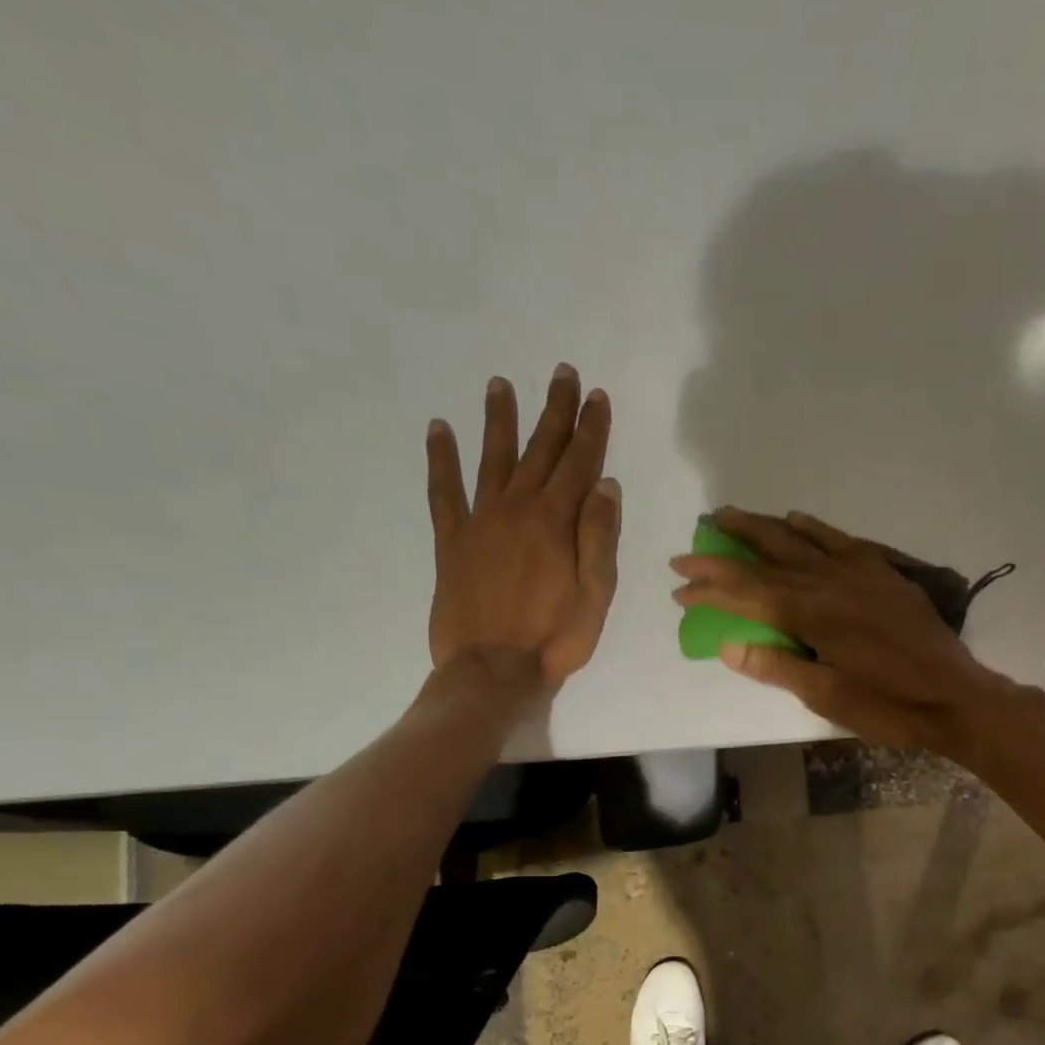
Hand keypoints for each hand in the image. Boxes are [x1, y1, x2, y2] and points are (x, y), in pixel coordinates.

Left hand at [426, 365, 620, 691]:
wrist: (493, 670)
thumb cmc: (556, 637)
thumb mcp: (597, 593)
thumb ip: (600, 537)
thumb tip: (605, 485)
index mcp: (557, 522)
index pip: (580, 464)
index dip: (590, 429)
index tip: (597, 397)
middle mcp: (518, 509)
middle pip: (540, 450)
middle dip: (554, 411)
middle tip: (561, 374)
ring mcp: (480, 522)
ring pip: (492, 459)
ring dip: (499, 420)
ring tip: (500, 385)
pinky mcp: (451, 542)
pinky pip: (443, 492)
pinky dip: (440, 460)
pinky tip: (438, 430)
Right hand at [670, 508, 1015, 755]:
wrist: (955, 696)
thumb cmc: (888, 706)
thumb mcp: (826, 697)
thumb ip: (777, 666)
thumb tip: (728, 645)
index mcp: (812, 614)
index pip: (747, 593)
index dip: (710, 588)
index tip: (680, 586)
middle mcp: (830, 582)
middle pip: (767, 556)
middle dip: (726, 548)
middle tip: (695, 538)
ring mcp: (859, 573)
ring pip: (800, 539)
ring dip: (762, 527)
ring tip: (731, 516)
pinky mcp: (883, 573)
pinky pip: (841, 540)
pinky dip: (814, 528)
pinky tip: (797, 520)